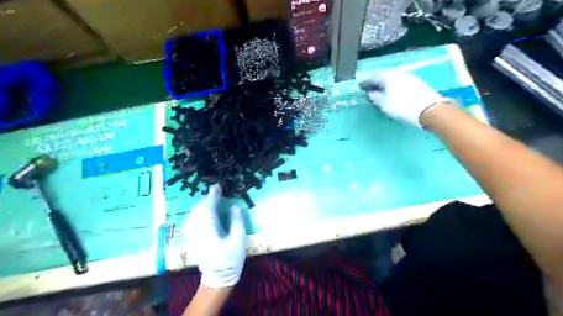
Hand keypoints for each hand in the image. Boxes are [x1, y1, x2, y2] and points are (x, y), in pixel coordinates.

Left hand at [182, 183, 246, 288]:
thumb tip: (234, 206)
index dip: (212, 196)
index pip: (208, 209)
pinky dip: (197, 213)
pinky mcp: (192, 239)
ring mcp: (193, 236)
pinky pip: (191, 220)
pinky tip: (202, 212)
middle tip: (216, 192)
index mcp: (210, 232)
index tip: (217, 187)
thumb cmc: (231, 259)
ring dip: (201, 205)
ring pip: (193, 214)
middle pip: (198, 210)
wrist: (218, 277)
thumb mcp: (239, 240)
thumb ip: (236, 222)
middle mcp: (198, 232)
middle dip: (206, 199)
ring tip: (210, 200)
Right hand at [360, 71, 448, 128]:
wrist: (430, 110)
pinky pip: (399, 82)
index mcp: (388, 77)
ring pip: (392, 78)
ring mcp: (409, 77)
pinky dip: (393, 85)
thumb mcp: (384, 104)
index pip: (374, 78)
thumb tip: (371, 92)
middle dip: (376, 81)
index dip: (366, 82)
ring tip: (380, 89)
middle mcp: (398, 74)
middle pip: (384, 76)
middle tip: (369, 86)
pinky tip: (392, 91)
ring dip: (385, 83)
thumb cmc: (402, 107)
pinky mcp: (416, 83)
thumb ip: (375, 97)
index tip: (360, 85)